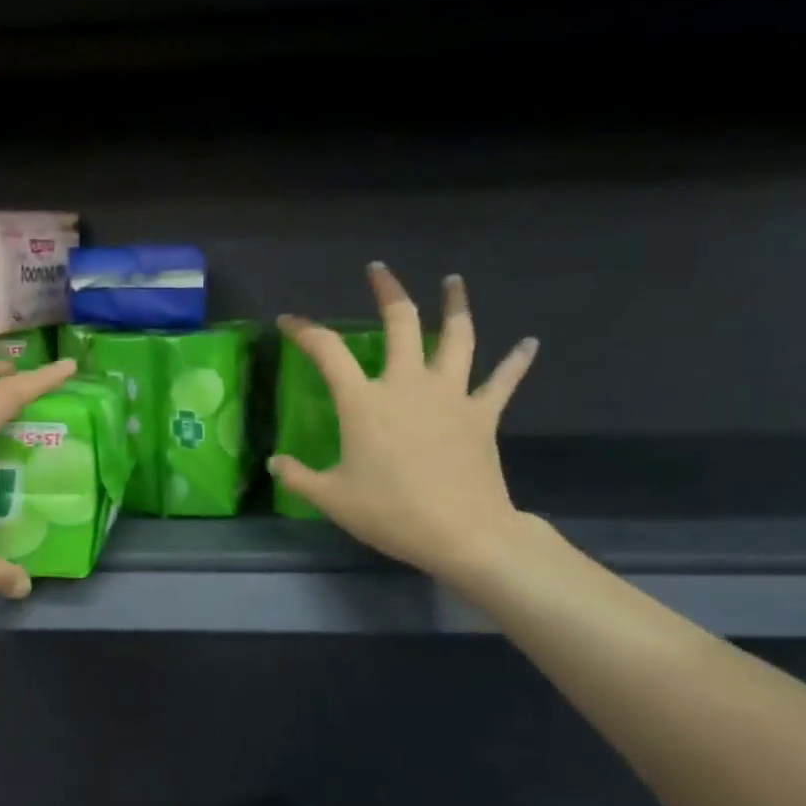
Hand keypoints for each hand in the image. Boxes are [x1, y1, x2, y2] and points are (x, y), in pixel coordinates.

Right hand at [270, 265, 538, 584]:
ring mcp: (450, 396)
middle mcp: (408, 385)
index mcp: (364, 402)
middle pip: (401, 324)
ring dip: (455, 306)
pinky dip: (516, 361)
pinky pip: (503, 381)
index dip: (304, 331)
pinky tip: (530, 343)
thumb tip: (274, 463)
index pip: (327, 352)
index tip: (288, 321)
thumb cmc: (390, 513)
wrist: (462, 533)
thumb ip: (298, 477)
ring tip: (454, 282)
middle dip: (388, 293)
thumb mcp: (331, 499)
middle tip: (379, 272)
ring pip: (457, 337)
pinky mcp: (482, 414)